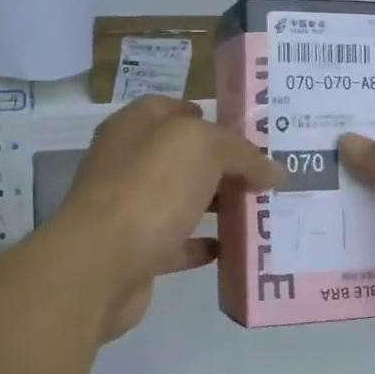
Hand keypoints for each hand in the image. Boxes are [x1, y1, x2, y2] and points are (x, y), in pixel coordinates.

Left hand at [54, 97, 281, 340]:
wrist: (101, 264)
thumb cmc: (151, 187)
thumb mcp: (204, 148)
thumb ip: (242, 153)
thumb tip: (273, 170)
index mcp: (135, 127)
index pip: (171, 109)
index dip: (207, 115)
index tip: (245, 132)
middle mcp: (126, 162)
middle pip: (180, 156)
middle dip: (220, 164)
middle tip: (262, 174)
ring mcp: (128, 208)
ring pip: (179, 198)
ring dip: (214, 203)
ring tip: (256, 209)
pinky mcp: (135, 250)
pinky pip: (176, 242)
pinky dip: (202, 244)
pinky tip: (231, 248)